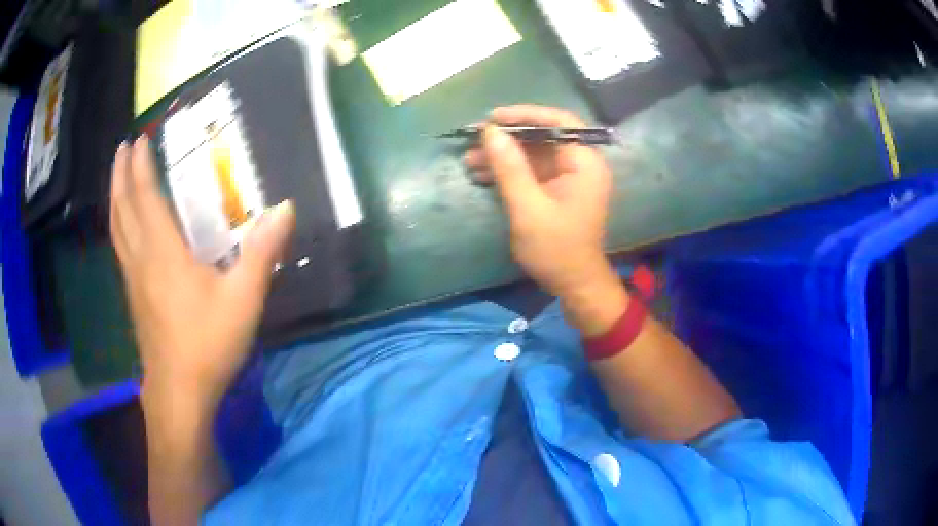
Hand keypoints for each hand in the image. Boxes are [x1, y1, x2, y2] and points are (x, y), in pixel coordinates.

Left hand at [110, 137, 294, 412]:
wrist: (180, 393)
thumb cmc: (208, 344)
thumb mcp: (243, 299)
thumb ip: (262, 252)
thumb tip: (284, 208)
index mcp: (163, 252)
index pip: (146, 197)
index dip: (141, 166)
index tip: (139, 139)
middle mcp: (141, 259)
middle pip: (123, 208)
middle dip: (121, 175)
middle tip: (123, 148)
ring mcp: (133, 280)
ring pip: (117, 229)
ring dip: (116, 197)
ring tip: (118, 176)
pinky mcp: (134, 297)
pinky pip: (120, 248)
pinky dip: (119, 225)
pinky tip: (124, 226)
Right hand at [464, 105, 625, 333]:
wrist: (574, 285)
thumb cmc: (556, 250)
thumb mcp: (528, 209)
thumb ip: (510, 168)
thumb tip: (491, 132)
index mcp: (584, 163)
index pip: (559, 121)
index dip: (526, 114)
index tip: (493, 118)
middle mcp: (580, 164)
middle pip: (543, 136)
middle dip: (508, 138)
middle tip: (474, 139)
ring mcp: (569, 177)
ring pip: (534, 154)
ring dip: (503, 155)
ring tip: (469, 160)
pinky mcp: (558, 190)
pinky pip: (532, 171)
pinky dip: (509, 171)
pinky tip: (482, 174)